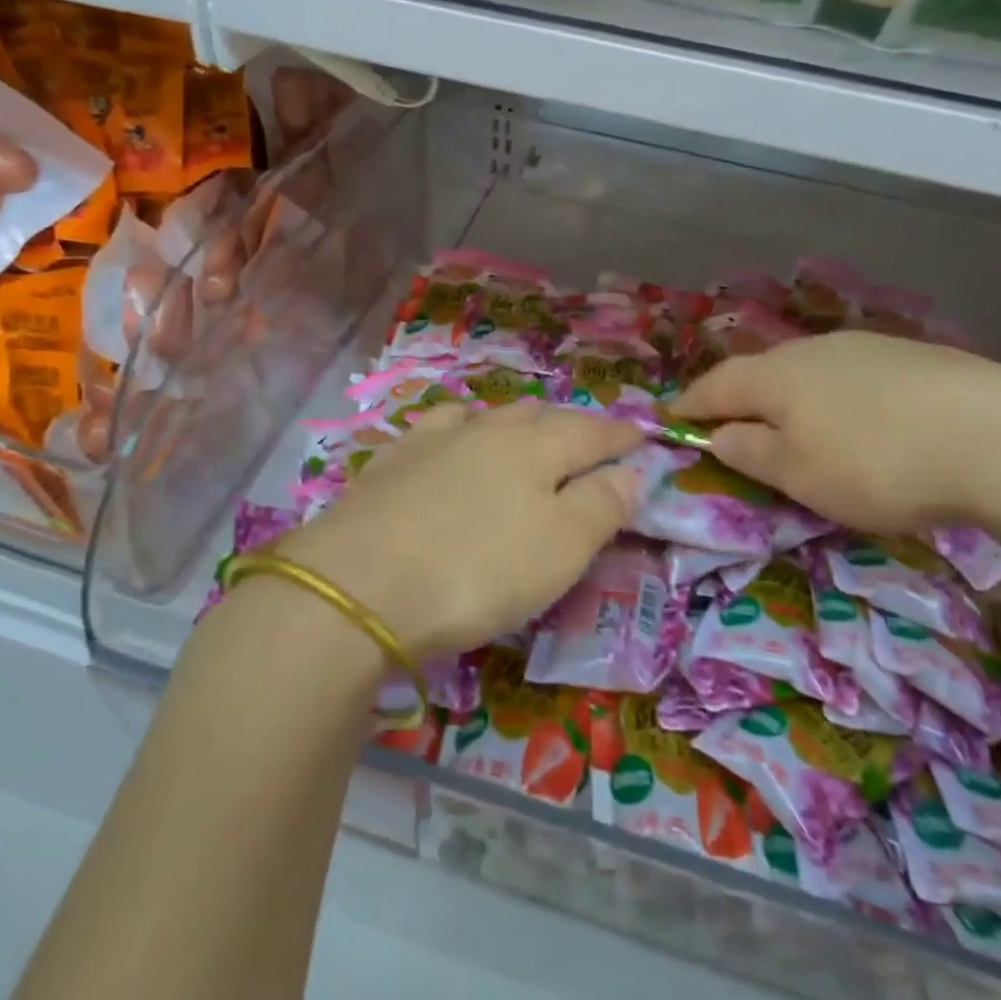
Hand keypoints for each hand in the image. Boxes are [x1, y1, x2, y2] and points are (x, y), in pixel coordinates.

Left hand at [281, 401, 644, 662]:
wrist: (359, 582)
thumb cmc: (478, 569)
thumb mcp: (561, 548)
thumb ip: (602, 505)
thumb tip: (630, 471)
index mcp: (537, 446)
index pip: (592, 431)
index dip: (621, 435)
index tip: (641, 436)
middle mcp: (488, 429)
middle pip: (541, 417)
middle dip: (570, 427)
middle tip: (588, 443)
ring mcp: (435, 439)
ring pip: (489, 417)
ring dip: (516, 424)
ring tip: (527, 436)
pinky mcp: (393, 460)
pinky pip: (440, 428)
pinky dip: (463, 430)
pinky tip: (454, 438)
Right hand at [670, 332, 1000, 534]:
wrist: (1000, 435)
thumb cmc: (876, 463)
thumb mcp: (799, 475)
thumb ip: (751, 453)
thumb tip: (719, 435)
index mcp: (777, 376)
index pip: (717, 385)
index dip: (692, 403)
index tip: (672, 417)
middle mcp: (814, 350)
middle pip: (763, 371)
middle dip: (742, 397)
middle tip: (732, 422)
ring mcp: (868, 348)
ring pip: (811, 370)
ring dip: (793, 395)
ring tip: (796, 422)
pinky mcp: (915, 357)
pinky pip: (855, 376)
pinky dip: (840, 397)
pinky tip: (862, 419)